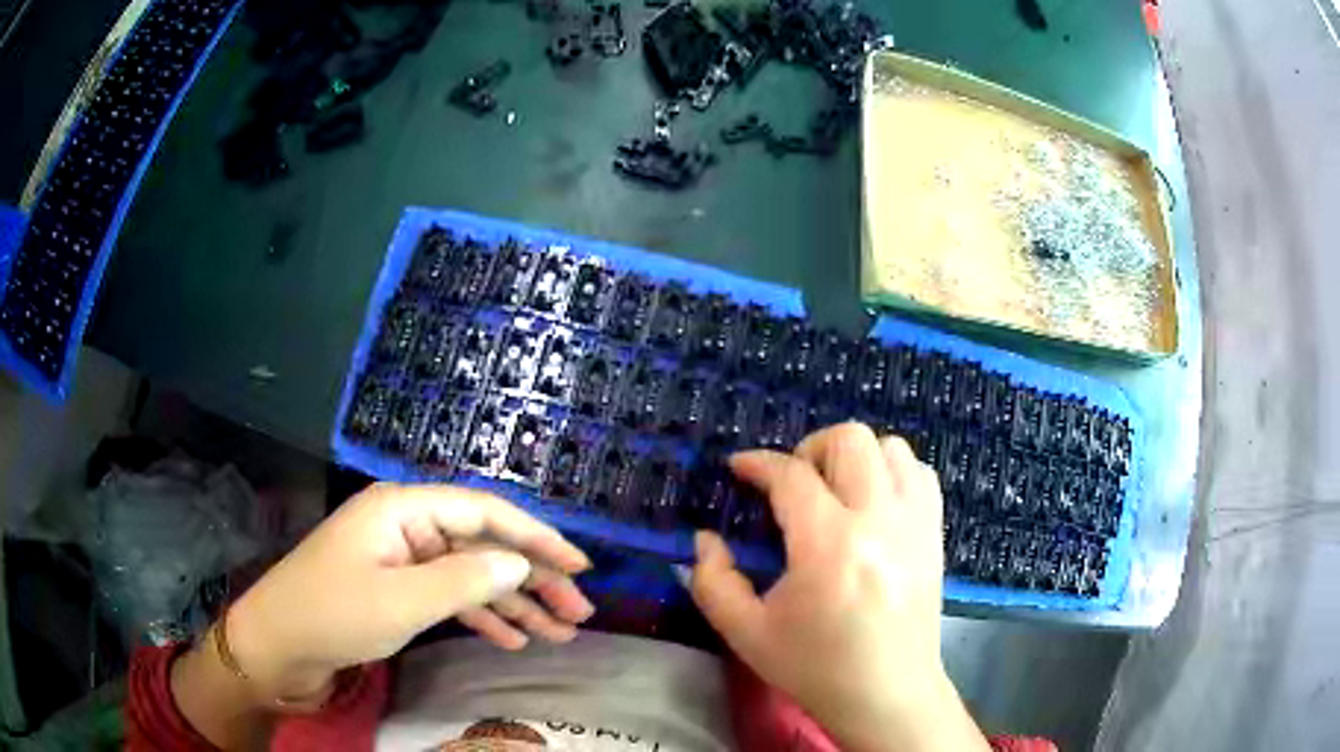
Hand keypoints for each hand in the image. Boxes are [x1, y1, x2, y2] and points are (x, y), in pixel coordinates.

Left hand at [226, 483, 593, 699]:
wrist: (278, 644)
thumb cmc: (333, 614)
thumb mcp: (402, 601)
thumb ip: (464, 580)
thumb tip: (520, 563)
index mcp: (403, 508)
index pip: (484, 513)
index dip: (537, 537)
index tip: (580, 566)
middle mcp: (407, 525)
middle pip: (483, 545)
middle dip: (533, 579)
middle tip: (579, 612)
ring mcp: (402, 559)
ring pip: (471, 575)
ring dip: (514, 604)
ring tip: (559, 633)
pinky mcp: (397, 588)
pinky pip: (450, 597)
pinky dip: (481, 616)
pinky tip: (513, 638)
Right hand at [690, 423, 988, 751]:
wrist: (888, 694)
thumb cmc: (815, 668)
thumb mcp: (746, 633)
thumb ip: (713, 581)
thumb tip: (705, 538)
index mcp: (828, 546)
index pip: (792, 476)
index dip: (758, 463)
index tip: (739, 468)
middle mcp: (879, 520)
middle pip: (849, 440)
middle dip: (809, 448)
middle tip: (791, 484)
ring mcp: (915, 523)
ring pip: (891, 448)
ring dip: (855, 458)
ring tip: (835, 492)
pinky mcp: (934, 534)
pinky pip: (920, 474)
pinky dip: (893, 473)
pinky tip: (873, 503)